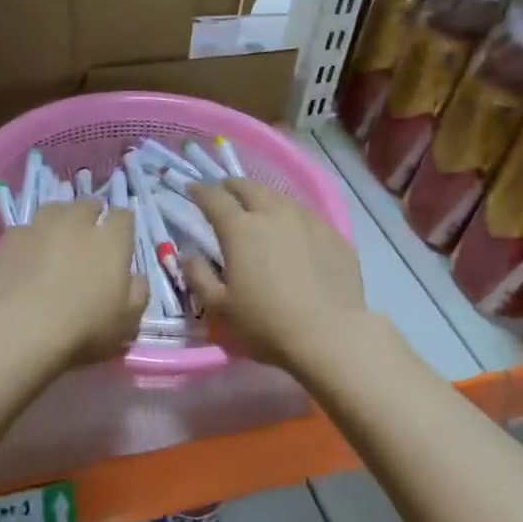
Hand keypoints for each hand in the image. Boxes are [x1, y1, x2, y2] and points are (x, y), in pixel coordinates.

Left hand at [0, 200, 147, 366]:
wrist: (19, 329)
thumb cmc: (83, 328)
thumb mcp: (127, 321)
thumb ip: (138, 293)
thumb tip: (136, 277)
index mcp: (111, 240)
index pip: (123, 217)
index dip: (123, 225)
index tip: (120, 239)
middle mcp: (76, 223)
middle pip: (87, 205)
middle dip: (91, 215)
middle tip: (89, 236)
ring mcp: (39, 227)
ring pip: (54, 210)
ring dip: (60, 220)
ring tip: (56, 240)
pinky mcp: (8, 239)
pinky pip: (24, 231)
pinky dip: (29, 240)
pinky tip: (26, 259)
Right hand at [183, 179, 371, 371]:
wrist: (331, 336)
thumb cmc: (266, 324)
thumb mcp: (219, 308)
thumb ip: (198, 277)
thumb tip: (188, 255)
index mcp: (240, 229)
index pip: (214, 199)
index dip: (200, 191)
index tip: (192, 188)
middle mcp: (273, 214)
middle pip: (249, 187)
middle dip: (232, 186)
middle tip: (224, 191)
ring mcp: (308, 221)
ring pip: (280, 197)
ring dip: (263, 197)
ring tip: (259, 208)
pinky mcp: (334, 235)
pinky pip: (307, 215)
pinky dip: (292, 216)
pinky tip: (294, 231)